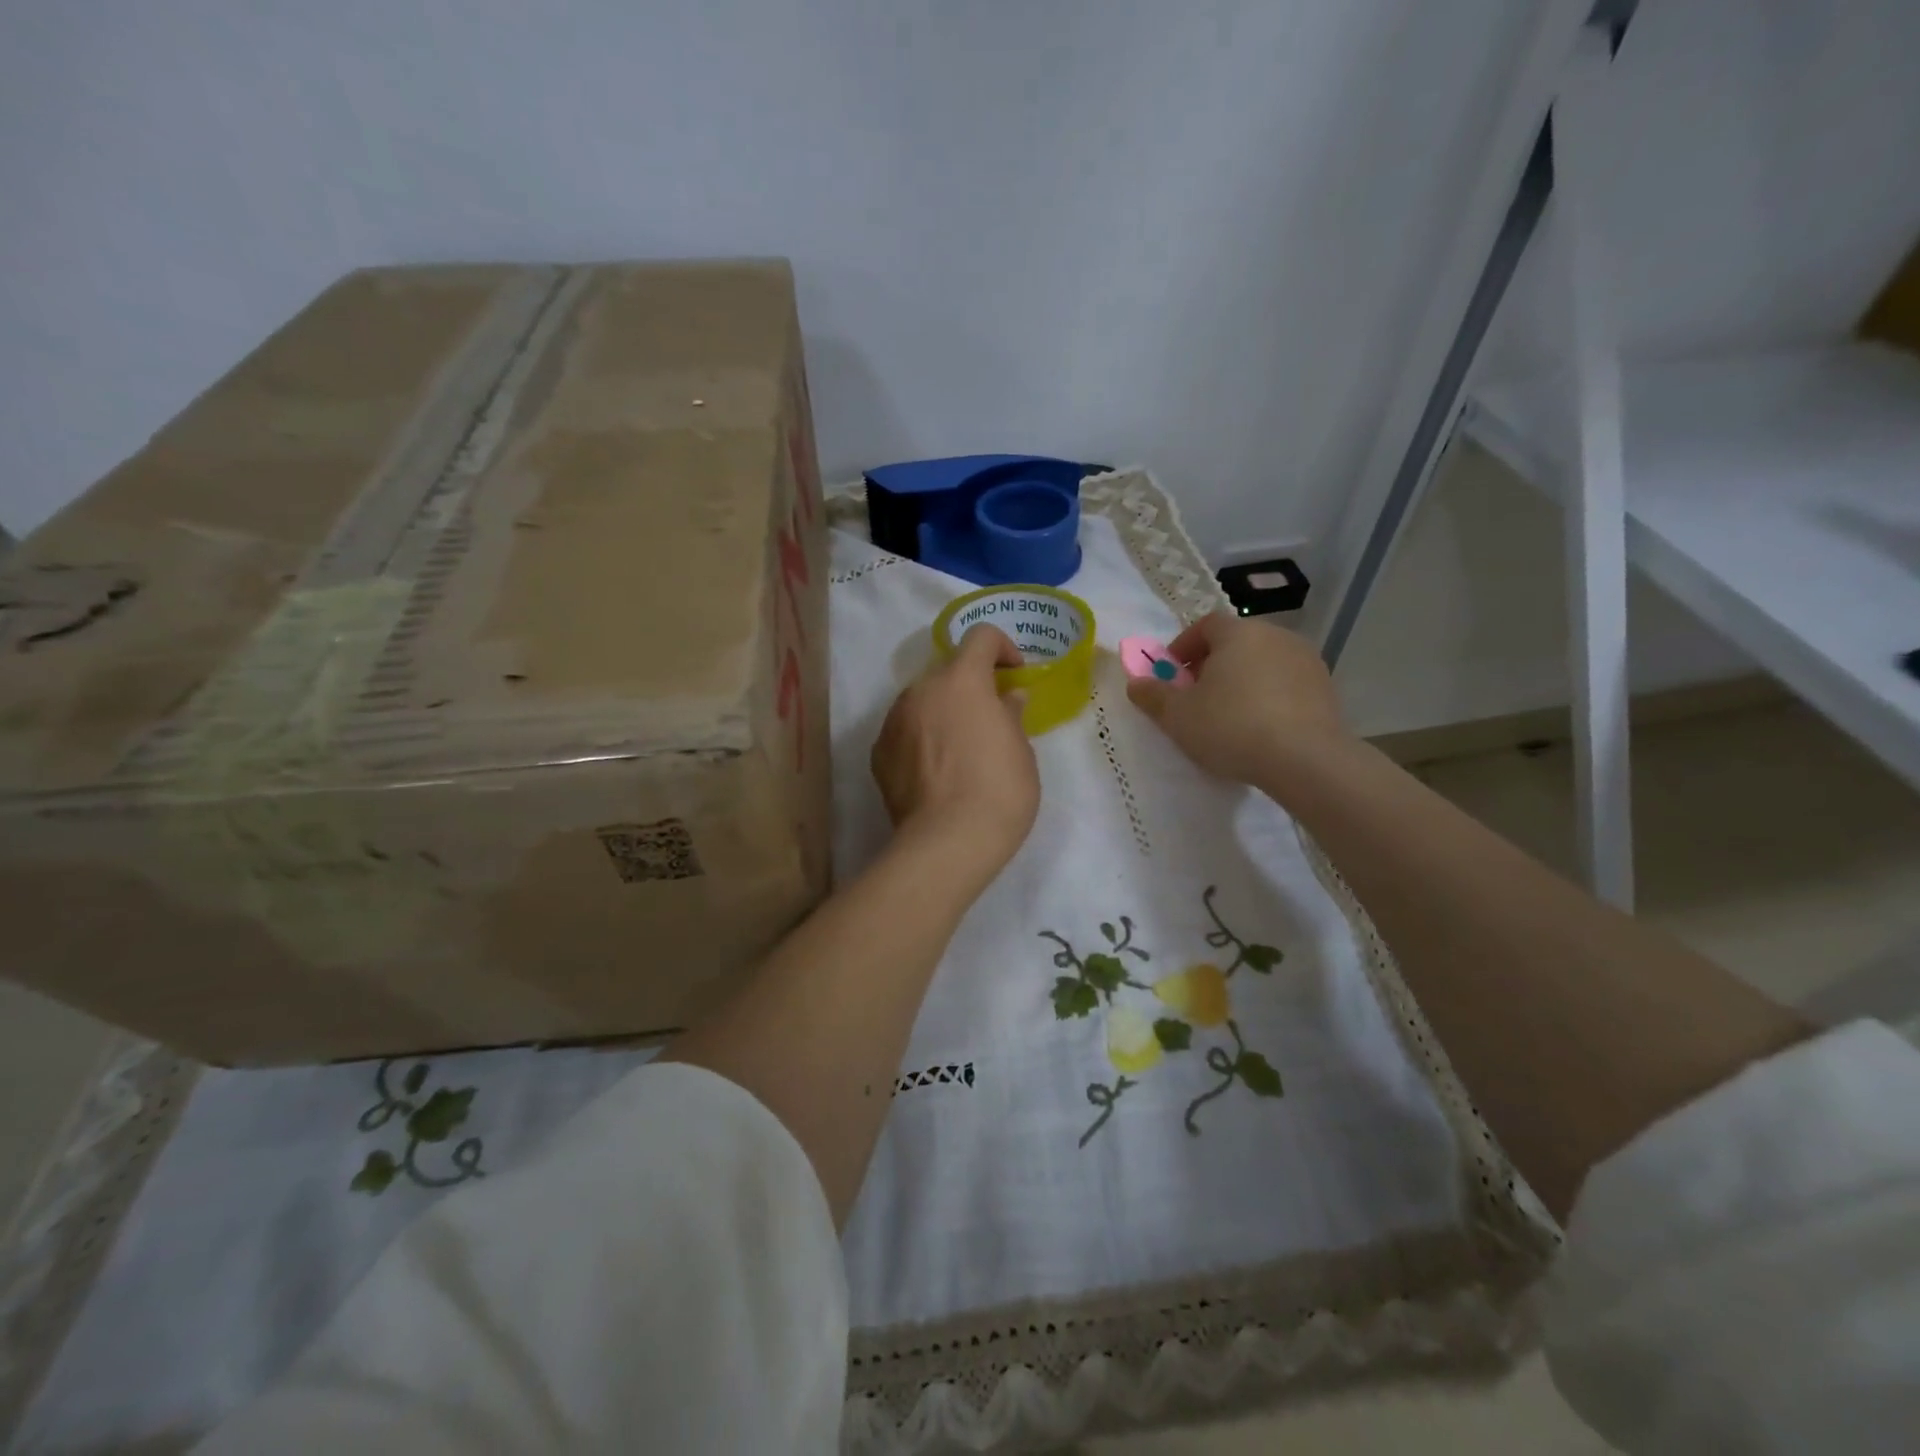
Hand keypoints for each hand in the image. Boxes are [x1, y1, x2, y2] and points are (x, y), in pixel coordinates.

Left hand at [871, 624, 1039, 880]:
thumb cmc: (999, 789)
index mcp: (961, 680)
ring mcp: (894, 720)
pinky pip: (904, 731)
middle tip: (989, 717)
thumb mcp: (1020, 749)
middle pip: (947, 671)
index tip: (1014, 675)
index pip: (980, 636)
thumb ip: (1011, 714)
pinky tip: (935, 771)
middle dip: (970, 685)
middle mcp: (921, 690)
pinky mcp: (878, 753)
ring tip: (959, 748)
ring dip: (942, 710)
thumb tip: (1008, 698)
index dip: (1002, 648)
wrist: (948, 841)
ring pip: (922, 701)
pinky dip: (920, 738)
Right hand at [1127, 611, 1346, 785]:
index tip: (1172, 674)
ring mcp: (1306, 660)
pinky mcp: (1326, 689)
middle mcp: (1276, 635)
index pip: (1205, 625)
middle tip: (1197, 696)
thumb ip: (1153, 696)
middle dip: (1212, 664)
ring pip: (1263, 662)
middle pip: (1236, 642)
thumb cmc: (1231, 727)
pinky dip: (1269, 696)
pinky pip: (1287, 684)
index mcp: (1238, 633)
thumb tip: (1136, 683)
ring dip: (1243, 680)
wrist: (1305, 760)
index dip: (1184, 647)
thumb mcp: (1177, 716)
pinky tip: (1260, 727)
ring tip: (1229, 715)